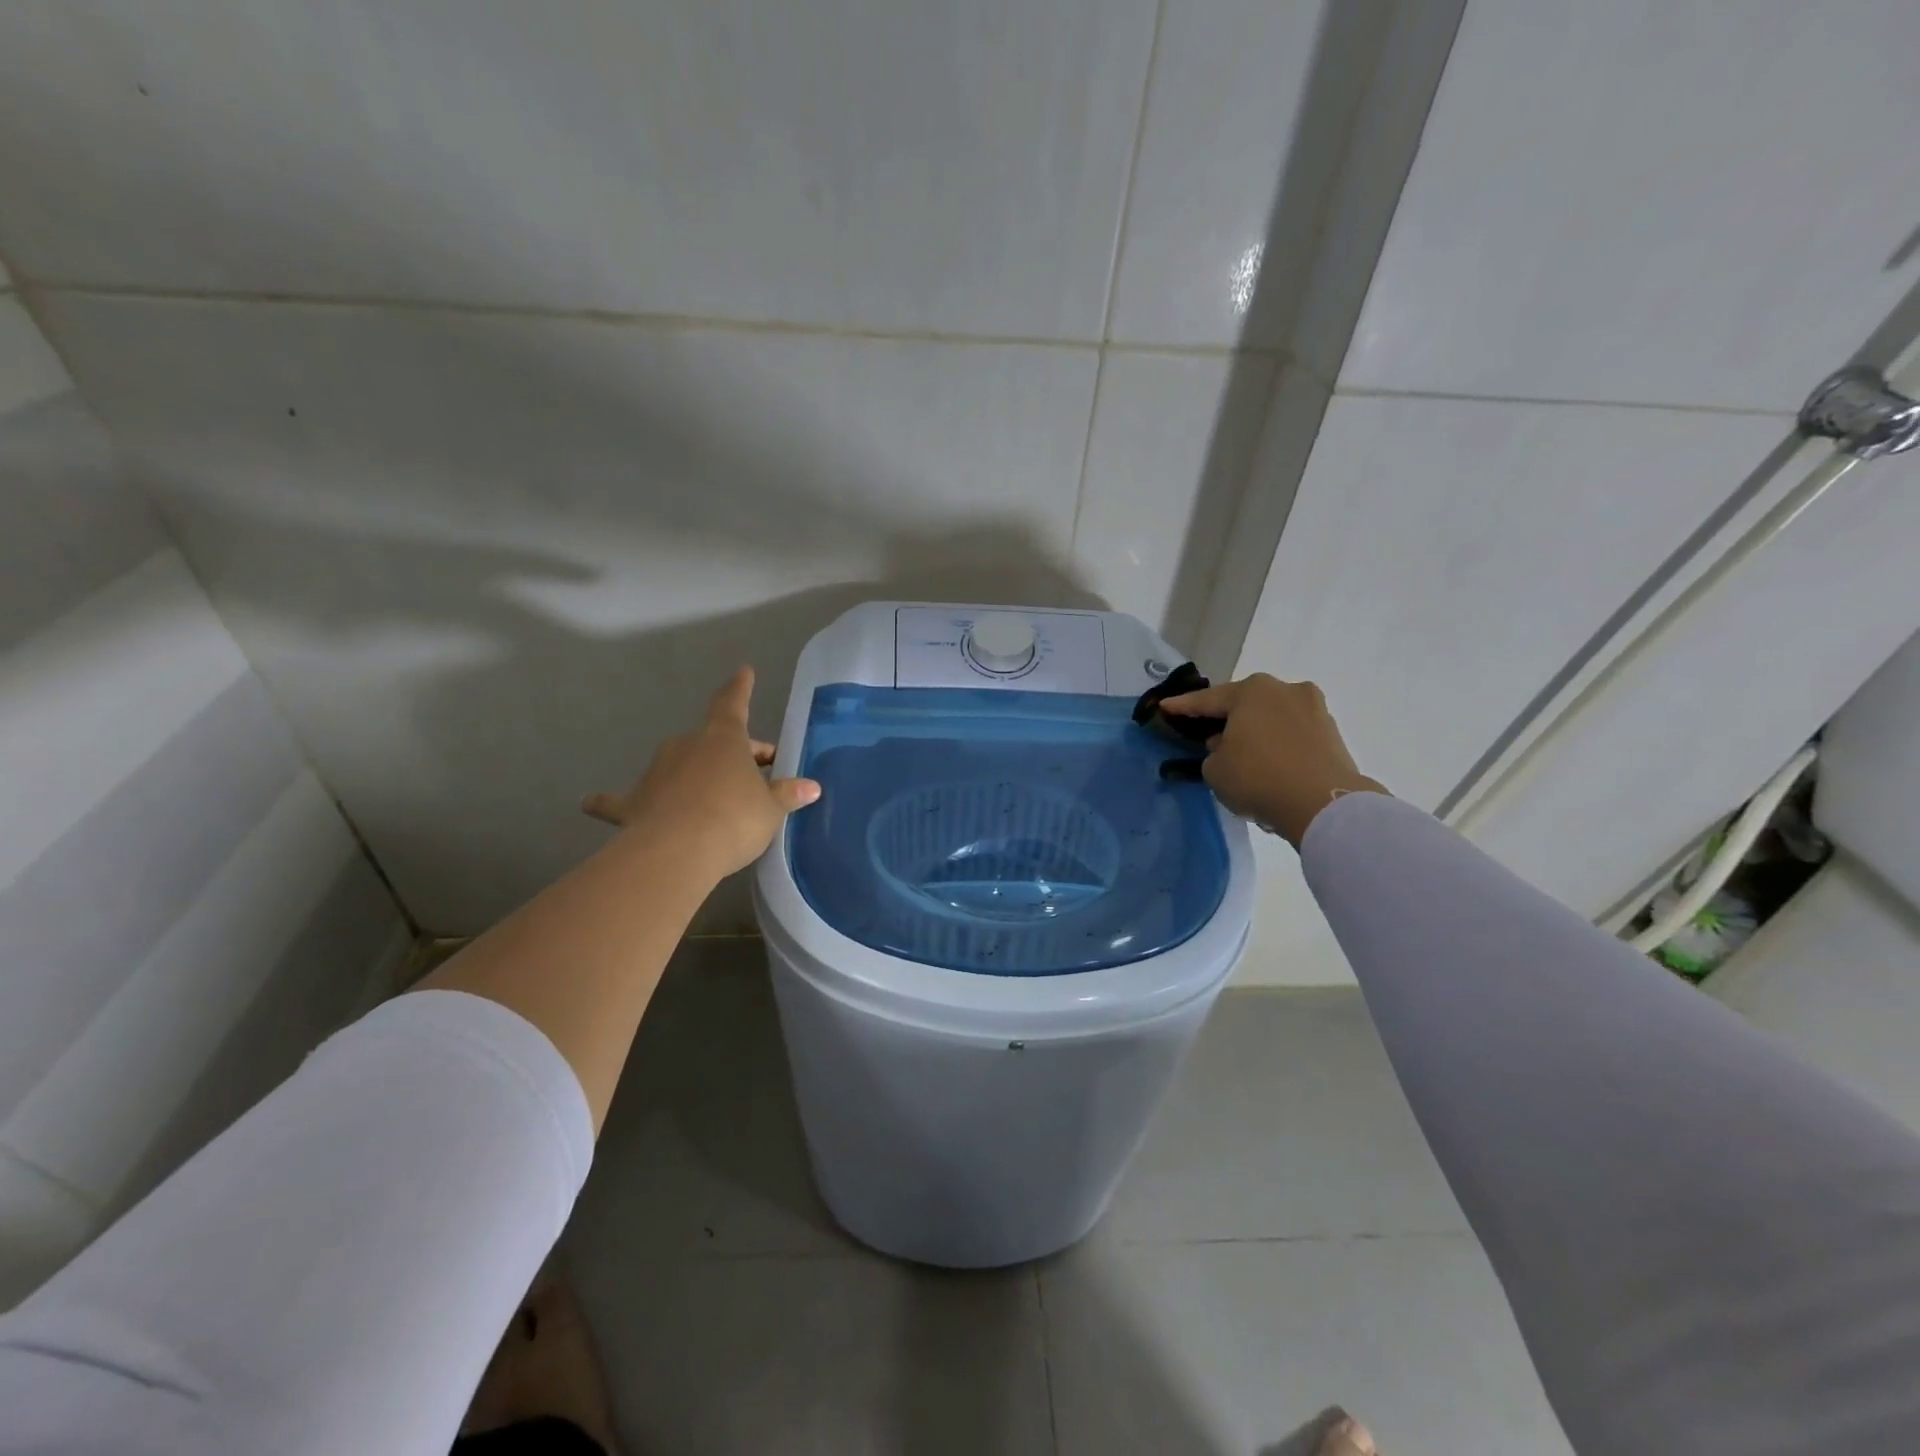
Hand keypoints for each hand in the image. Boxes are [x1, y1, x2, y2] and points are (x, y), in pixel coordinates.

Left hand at [581, 667, 820, 876]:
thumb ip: (787, 794)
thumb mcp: (770, 809)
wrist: (678, 851)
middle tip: (757, 776)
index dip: (740, 688)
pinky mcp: (632, 803)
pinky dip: (609, 801)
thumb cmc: (734, 818)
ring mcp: (656, 771)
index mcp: (723, 738)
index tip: (743, 672)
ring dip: (696, 776)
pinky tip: (588, 803)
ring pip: (680, 766)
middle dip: (735, 754)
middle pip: (713, 741)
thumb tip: (811, 787)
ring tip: (712, 801)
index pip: (732, 703)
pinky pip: (620, 800)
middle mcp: (686, 745)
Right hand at [1159, 673, 1385, 846]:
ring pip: (1272, 718)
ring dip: (1256, 732)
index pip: (1207, 700)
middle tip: (1208, 734)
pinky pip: (1293, 736)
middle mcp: (1284, 690)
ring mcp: (1314, 709)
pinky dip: (1279, 746)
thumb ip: (1213, 752)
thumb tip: (1228, 746)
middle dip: (1226, 718)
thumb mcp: (1214, 770)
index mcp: (1251, 691)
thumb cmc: (1258, 778)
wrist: (1323, 804)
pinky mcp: (1332, 733)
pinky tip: (1271, 765)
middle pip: (1245, 704)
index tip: (1165, 707)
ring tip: (1244, 754)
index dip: (1182, 707)